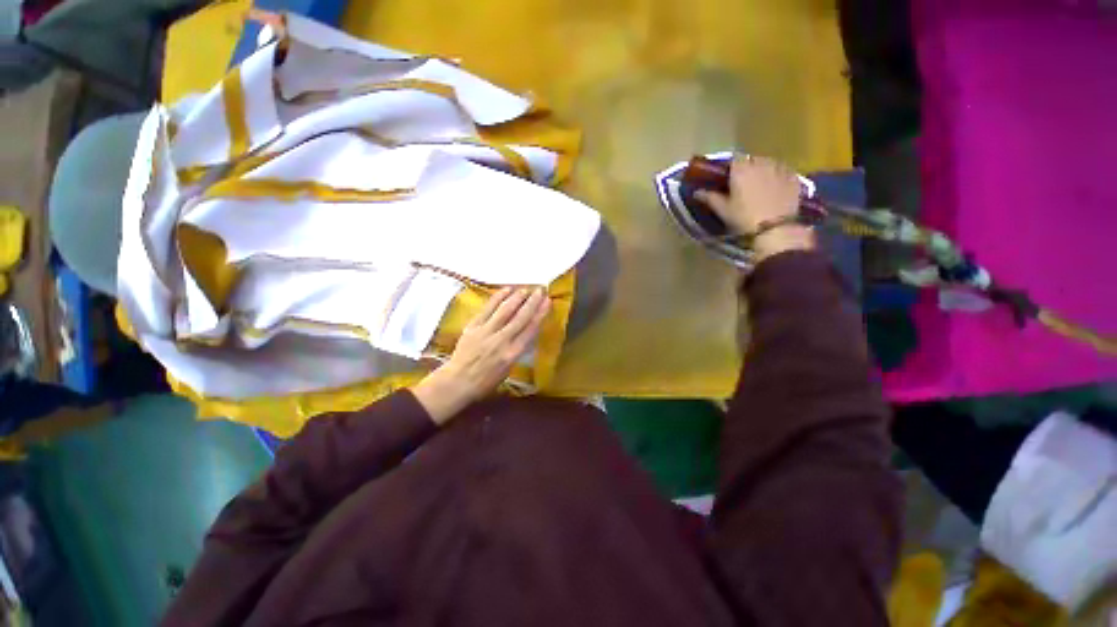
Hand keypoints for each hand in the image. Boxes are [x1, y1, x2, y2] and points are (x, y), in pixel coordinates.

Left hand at [412, 287, 549, 424]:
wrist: (457, 382)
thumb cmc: (485, 381)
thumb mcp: (508, 369)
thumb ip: (517, 349)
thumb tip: (525, 333)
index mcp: (513, 353)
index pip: (530, 329)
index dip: (540, 314)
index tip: (548, 301)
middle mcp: (502, 340)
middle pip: (520, 317)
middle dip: (532, 302)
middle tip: (540, 290)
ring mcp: (486, 332)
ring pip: (505, 310)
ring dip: (517, 297)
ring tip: (526, 288)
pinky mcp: (473, 327)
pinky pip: (487, 309)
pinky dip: (497, 298)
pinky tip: (506, 290)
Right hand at [696, 155, 815, 261]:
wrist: (775, 228)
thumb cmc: (744, 218)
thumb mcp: (723, 210)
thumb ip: (710, 198)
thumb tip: (697, 192)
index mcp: (741, 169)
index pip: (734, 158)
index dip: (731, 167)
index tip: (727, 177)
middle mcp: (761, 163)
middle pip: (752, 159)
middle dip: (747, 168)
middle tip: (743, 183)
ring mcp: (780, 168)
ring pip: (768, 163)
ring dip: (763, 170)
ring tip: (759, 185)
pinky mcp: (794, 177)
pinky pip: (783, 171)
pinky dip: (777, 176)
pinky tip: (775, 188)